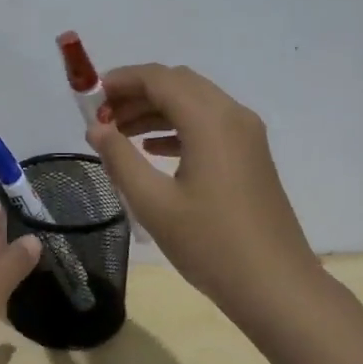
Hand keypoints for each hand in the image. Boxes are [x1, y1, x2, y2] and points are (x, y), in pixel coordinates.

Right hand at [85, 63, 318, 317]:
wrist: (274, 285)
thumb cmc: (210, 243)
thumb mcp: (153, 203)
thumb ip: (120, 159)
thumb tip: (96, 128)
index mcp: (209, 120)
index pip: (158, 78)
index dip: (120, 80)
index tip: (88, 97)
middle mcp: (232, 115)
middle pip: (178, 84)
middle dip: (136, 93)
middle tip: (100, 117)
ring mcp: (246, 135)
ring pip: (194, 102)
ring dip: (155, 109)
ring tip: (118, 133)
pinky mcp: (250, 155)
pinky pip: (208, 124)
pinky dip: (177, 127)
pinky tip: (152, 150)